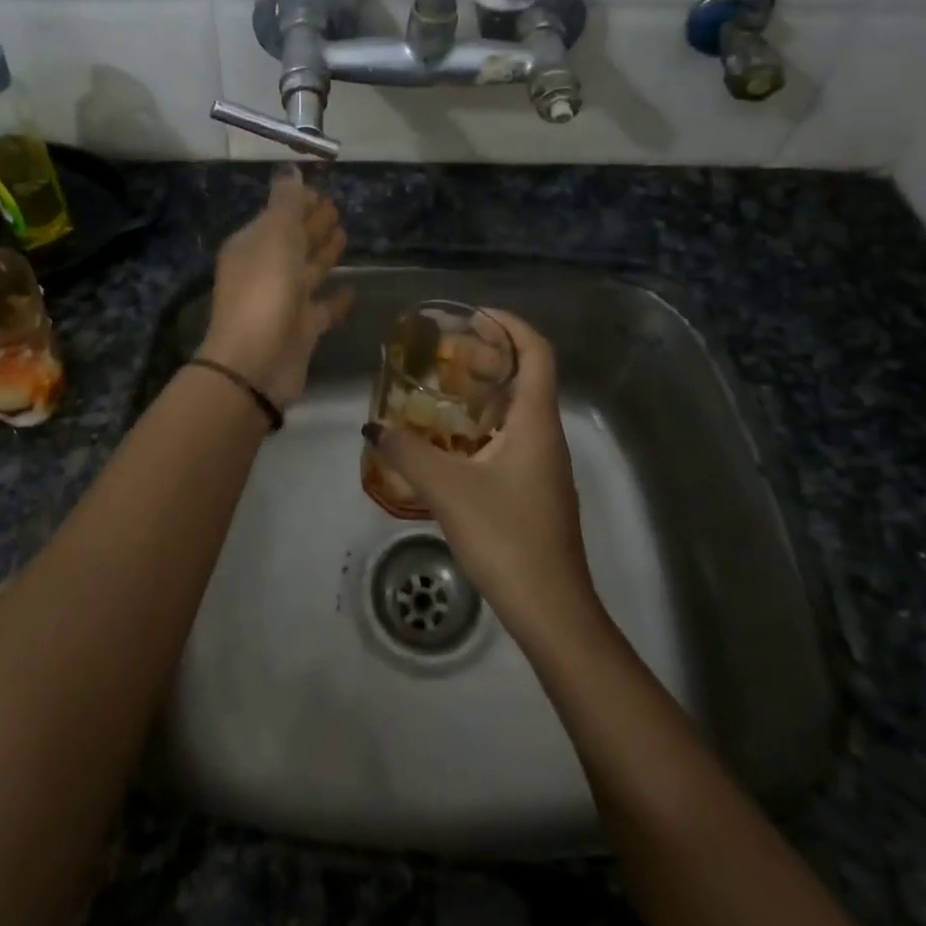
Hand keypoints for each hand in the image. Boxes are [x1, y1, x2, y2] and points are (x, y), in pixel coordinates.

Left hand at [196, 167, 353, 407]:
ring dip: (324, 254)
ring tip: (346, 235)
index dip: (298, 203)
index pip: (277, 216)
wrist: (257, 361)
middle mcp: (264, 271)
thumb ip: (286, 203)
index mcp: (252, 246)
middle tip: (337, 208)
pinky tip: (353, 289)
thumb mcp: (275, 235)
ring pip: (307, 271)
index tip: (323, 191)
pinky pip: (322, 308)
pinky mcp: (301, 329)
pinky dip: (336, 299)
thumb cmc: (265, 289)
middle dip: (312, 225)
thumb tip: (290, 170)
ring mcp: (283, 301)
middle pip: (292, 241)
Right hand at [363, 311, 597, 639]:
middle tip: (446, 352)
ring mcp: (545, 463)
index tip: (473, 316)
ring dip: (487, 389)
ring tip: (443, 389)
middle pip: (527, 374)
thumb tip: (374, 425)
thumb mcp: (447, 490)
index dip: (510, 324)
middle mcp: (546, 433)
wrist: (551, 609)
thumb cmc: (505, 537)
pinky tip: (453, 441)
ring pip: (520, 407)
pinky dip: (487, 421)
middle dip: (490, 354)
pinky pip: (514, 435)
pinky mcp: (538, 487)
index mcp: (536, 421)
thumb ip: (407, 452)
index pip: (536, 351)